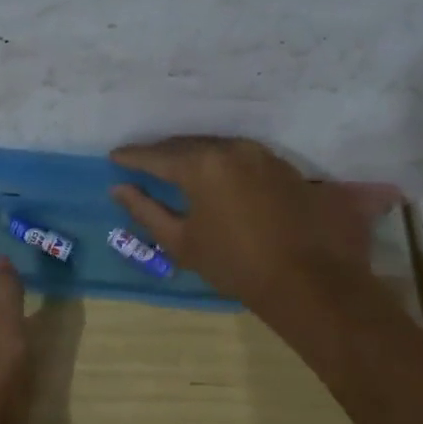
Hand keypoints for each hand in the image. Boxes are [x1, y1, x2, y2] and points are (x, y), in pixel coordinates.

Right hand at [110, 137, 395, 308]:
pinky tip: (214, 175)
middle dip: (162, 153)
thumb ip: (146, 211)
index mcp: (201, 165)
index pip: (157, 156)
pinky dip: (220, 162)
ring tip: (175, 167)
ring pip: (215, 147)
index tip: (114, 157)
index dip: (132, 157)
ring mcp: (261, 154)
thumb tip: (120, 189)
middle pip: (187, 145)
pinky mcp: (282, 165)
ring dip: (192, 155)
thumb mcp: (182, 242)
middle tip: (141, 162)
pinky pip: (239, 155)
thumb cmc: (236, 264)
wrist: (308, 279)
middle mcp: (231, 149)